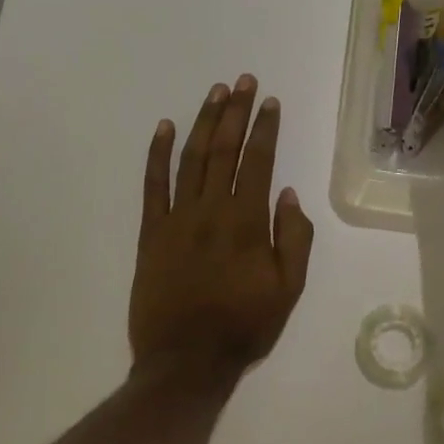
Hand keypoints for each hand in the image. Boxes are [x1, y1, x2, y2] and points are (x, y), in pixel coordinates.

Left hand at [130, 75, 314, 375]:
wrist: (185, 363)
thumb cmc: (244, 326)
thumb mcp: (289, 289)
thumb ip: (294, 238)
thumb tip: (288, 194)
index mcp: (246, 222)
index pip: (258, 161)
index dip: (265, 128)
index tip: (270, 102)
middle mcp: (211, 210)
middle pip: (224, 149)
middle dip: (236, 112)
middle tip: (244, 81)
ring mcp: (176, 218)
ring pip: (190, 158)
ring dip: (203, 122)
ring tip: (215, 93)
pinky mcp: (150, 232)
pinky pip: (152, 185)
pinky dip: (157, 154)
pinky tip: (163, 127)